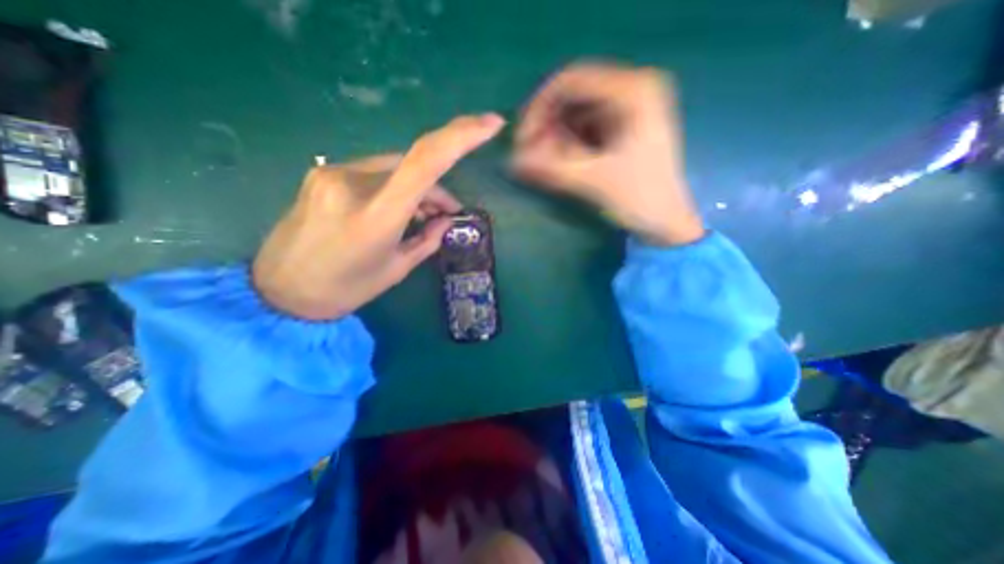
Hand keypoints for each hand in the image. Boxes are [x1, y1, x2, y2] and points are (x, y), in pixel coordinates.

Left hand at [256, 113, 505, 321]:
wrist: (281, 292)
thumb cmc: (346, 289)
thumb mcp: (397, 269)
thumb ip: (427, 240)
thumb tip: (446, 221)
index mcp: (377, 216)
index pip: (425, 162)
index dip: (461, 136)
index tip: (490, 124)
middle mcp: (353, 184)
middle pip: (413, 165)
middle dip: (437, 188)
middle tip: (446, 215)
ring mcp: (333, 174)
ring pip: (394, 167)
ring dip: (416, 188)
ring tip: (421, 216)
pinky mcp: (322, 174)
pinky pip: (373, 171)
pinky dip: (393, 185)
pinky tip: (395, 208)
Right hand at [513, 61, 698, 247]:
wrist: (666, 222)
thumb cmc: (639, 199)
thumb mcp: (592, 181)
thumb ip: (550, 169)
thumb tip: (512, 162)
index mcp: (634, 90)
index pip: (571, 81)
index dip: (538, 107)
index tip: (522, 139)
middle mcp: (633, 88)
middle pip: (572, 95)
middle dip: (546, 124)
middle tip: (530, 154)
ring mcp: (629, 107)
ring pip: (576, 112)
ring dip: (555, 136)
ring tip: (544, 162)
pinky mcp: (623, 126)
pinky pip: (584, 126)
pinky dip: (567, 142)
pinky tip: (560, 161)